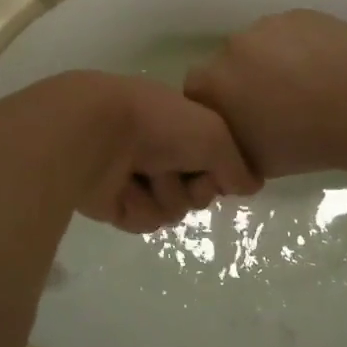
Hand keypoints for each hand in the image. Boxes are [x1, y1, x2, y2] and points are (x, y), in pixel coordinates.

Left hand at [61, 73, 259, 232]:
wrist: (95, 134)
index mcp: (179, 125)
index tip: (220, 169)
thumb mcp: (214, 136)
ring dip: (165, 196)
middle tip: (182, 173)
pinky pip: (143, 221)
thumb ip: (237, 164)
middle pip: (196, 190)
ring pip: (171, 209)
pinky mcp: (112, 203)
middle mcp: (159, 149)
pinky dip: (139, 207)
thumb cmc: (159, 125)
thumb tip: (251, 187)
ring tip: (146, 175)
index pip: (214, 159)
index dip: (221, 169)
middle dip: (194, 188)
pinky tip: (126, 189)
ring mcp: (134, 176)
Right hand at [183, 11, 346, 179]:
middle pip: (228, 62)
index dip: (217, 103)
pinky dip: (299, 46)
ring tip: (305, 85)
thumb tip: (221, 143)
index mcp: (214, 82)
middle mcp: (233, 46)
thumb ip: (225, 145)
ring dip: (271, 60)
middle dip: (244, 79)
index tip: (239, 117)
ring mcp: (269, 26)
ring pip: (260, 44)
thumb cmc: (305, 145)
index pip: (196, 88)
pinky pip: (290, 31)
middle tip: (276, 103)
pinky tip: (323, 68)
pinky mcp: (300, 14)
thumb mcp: (253, 162)